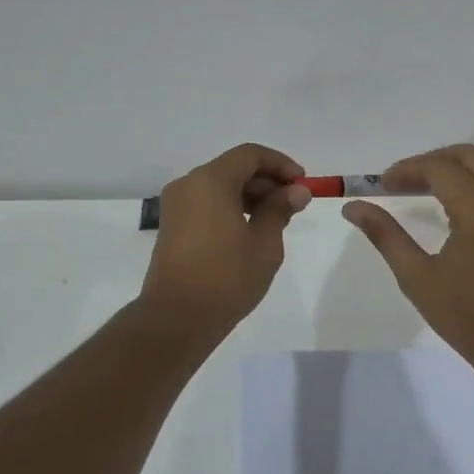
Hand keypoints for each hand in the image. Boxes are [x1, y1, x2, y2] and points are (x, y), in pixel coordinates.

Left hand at [139, 144, 311, 340]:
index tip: (301, 184)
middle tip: (292, 204)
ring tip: (275, 220)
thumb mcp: (264, 244)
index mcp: (210, 181)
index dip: (280, 164)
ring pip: (219, 185)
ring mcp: (176, 205)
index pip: (250, 155)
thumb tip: (296, 191)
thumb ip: (280, 210)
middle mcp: (188, 184)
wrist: (177, 319)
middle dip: (266, 180)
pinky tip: (249, 230)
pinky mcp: (172, 225)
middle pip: (233, 167)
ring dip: (249, 194)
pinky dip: (230, 206)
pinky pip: (206, 202)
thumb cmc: (227, 278)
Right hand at [342, 144, 473, 367]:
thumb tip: (352, 207)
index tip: (383, 184)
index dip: (408, 169)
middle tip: (404, 182)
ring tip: (436, 180)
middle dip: (431, 161)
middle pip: (467, 154)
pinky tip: (471, 188)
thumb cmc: (466, 315)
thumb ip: (385, 235)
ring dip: (462, 159)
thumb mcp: (417, 277)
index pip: (439, 168)